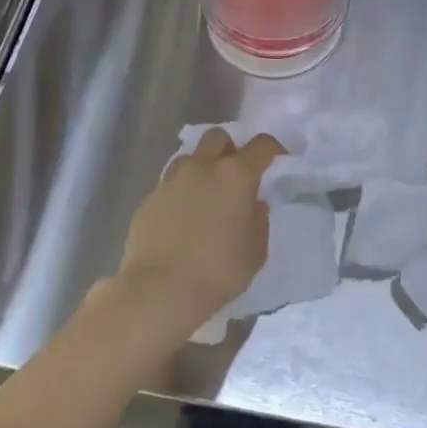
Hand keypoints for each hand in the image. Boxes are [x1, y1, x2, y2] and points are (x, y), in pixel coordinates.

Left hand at [113, 128, 284, 334]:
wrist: (160, 289)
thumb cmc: (218, 271)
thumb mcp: (255, 252)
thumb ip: (259, 222)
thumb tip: (255, 204)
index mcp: (235, 175)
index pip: (261, 146)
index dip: (272, 148)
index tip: (277, 158)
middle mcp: (202, 167)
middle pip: (218, 138)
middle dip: (230, 148)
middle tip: (235, 172)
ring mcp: (171, 180)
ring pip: (189, 157)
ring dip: (201, 167)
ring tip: (206, 195)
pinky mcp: (149, 198)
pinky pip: (169, 185)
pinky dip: (180, 193)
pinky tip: (181, 219)